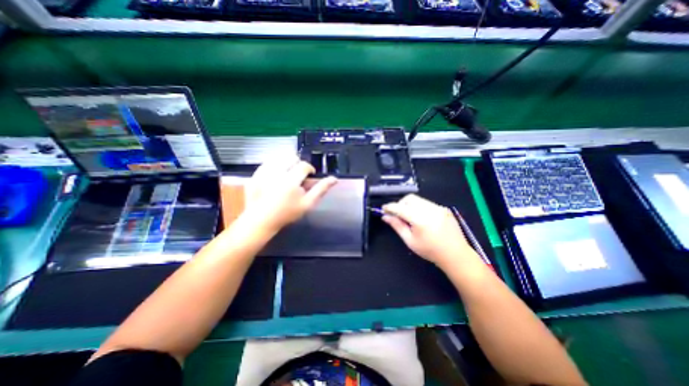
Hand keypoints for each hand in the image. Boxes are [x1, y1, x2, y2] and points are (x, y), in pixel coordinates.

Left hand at [244, 155, 338, 232]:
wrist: (261, 220)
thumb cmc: (287, 213)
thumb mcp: (308, 203)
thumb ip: (321, 189)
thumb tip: (334, 178)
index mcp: (291, 180)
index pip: (304, 165)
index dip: (309, 169)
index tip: (309, 176)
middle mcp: (276, 173)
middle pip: (291, 158)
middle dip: (297, 165)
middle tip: (297, 177)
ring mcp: (263, 173)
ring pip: (279, 158)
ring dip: (286, 164)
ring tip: (286, 176)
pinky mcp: (254, 175)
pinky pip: (267, 163)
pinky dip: (273, 167)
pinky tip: (275, 177)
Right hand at [380, 194, 477, 266]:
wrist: (456, 255)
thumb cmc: (430, 251)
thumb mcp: (410, 241)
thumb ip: (397, 226)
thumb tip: (385, 217)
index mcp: (420, 219)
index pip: (400, 208)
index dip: (390, 207)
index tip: (383, 209)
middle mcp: (430, 210)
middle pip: (409, 198)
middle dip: (400, 204)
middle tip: (397, 214)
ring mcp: (438, 208)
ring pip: (418, 199)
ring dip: (409, 205)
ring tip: (410, 217)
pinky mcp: (444, 208)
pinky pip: (427, 203)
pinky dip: (419, 207)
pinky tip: (421, 218)